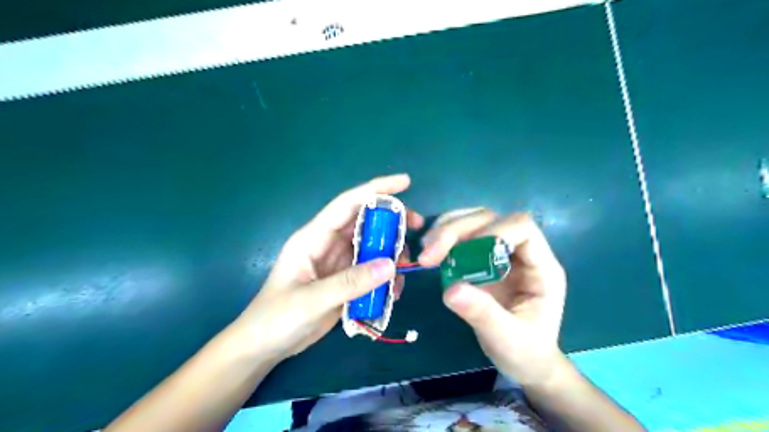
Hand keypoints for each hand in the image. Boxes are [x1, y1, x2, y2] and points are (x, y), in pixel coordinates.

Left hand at [234, 174, 425, 361]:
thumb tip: (391, 265)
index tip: (405, 183)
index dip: (375, 190)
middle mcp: (327, 245)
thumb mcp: (311, 301)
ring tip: (407, 265)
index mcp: (313, 238)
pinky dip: (385, 275)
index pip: (347, 204)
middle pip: (364, 223)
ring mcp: (337, 263)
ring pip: (370, 246)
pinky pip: (370, 270)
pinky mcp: (344, 282)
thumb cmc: (275, 319)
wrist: (264, 347)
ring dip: (391, 251)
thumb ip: (349, 282)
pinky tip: (394, 289)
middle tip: (418, 226)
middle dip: (391, 220)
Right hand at [418, 209, 566, 384]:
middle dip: (457, 230)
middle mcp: (522, 252)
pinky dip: (444, 239)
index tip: (461, 253)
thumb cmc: (525, 352)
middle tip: (428, 254)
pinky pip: (463, 235)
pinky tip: (431, 254)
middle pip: (491, 219)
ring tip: (426, 252)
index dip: (492, 231)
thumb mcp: (506, 339)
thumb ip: (482, 313)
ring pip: (474, 221)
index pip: (522, 228)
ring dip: (447, 230)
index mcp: (541, 267)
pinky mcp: (483, 258)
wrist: (525, 361)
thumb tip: (449, 289)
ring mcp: (501, 252)